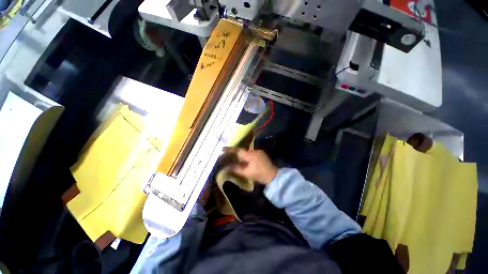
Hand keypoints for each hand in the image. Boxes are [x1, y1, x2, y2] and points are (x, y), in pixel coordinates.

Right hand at [229, 149, 277, 184]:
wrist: (273, 176)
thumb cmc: (259, 175)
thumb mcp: (246, 173)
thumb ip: (236, 169)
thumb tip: (226, 167)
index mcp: (250, 155)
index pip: (237, 150)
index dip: (229, 149)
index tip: (222, 149)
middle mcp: (254, 151)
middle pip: (242, 150)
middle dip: (235, 152)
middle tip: (228, 154)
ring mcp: (258, 151)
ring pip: (246, 151)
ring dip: (241, 154)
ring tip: (235, 157)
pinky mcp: (261, 153)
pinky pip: (250, 153)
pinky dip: (246, 155)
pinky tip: (244, 159)